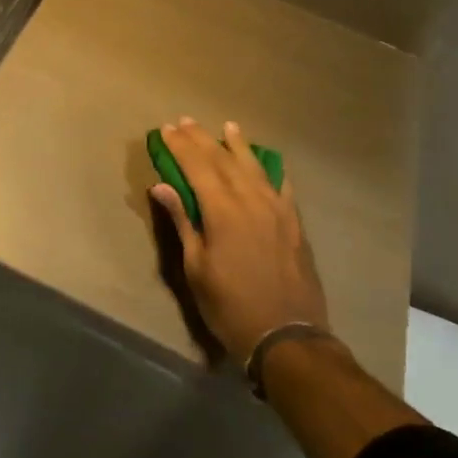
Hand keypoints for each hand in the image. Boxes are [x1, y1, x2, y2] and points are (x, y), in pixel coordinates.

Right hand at [150, 118, 329, 365]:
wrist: (287, 336)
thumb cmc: (230, 306)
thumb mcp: (196, 268)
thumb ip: (182, 222)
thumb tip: (162, 186)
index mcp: (222, 211)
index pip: (197, 166)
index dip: (180, 146)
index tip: (166, 129)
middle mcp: (251, 201)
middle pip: (223, 160)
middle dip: (202, 139)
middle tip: (186, 121)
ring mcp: (277, 210)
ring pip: (254, 167)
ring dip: (238, 145)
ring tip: (228, 127)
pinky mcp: (295, 224)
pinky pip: (282, 186)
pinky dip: (271, 170)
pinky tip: (267, 162)